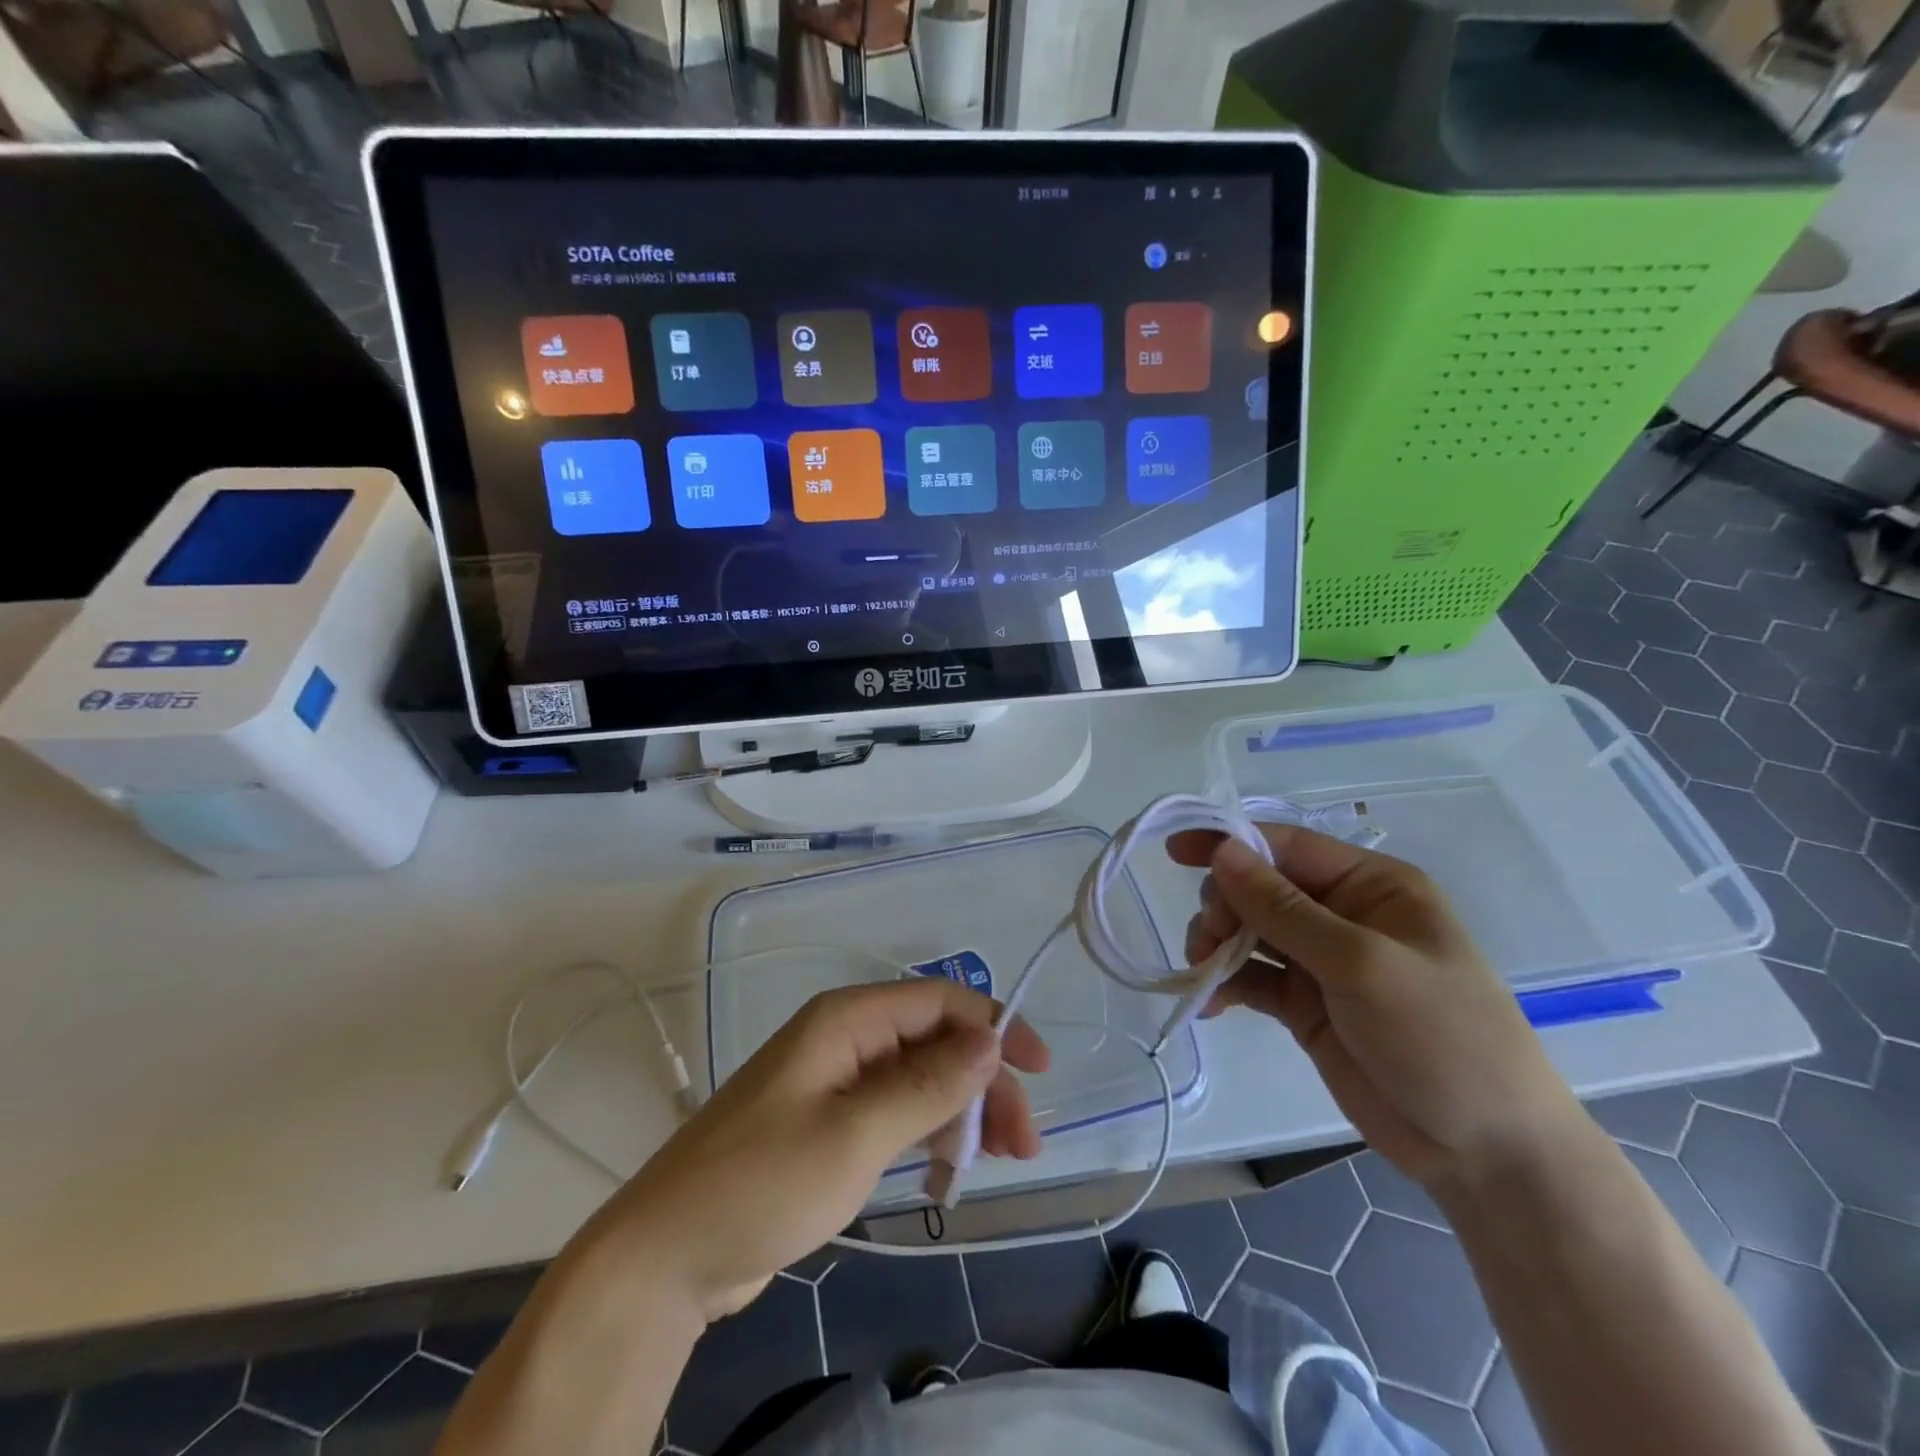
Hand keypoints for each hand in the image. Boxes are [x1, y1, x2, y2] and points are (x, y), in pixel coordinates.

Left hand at [583, 980, 1049, 1323]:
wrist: (666, 1256)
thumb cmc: (762, 1183)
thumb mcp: (855, 1134)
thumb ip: (927, 1084)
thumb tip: (990, 1040)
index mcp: (847, 1019)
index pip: (939, 1002)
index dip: (995, 1025)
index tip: (1040, 1070)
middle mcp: (844, 1038)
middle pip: (934, 1041)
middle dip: (984, 1082)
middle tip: (1024, 1144)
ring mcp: (835, 1081)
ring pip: (919, 1078)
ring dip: (961, 1110)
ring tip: (996, 1160)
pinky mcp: (828, 1123)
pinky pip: (894, 1111)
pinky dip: (927, 1132)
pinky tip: (947, 1169)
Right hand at [1167, 824, 1580, 1190]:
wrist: (1486, 1153)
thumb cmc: (1441, 1038)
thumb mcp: (1361, 965)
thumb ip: (1284, 909)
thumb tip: (1223, 852)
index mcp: (1370, 886)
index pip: (1286, 847)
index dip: (1229, 843)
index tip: (1174, 852)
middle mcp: (1342, 914)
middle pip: (1258, 888)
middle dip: (1224, 907)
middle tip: (1207, 942)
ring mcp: (1321, 961)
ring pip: (1247, 931)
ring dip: (1217, 945)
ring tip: (1205, 974)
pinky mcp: (1303, 1005)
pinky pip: (1250, 977)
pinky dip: (1224, 983)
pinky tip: (1209, 1004)